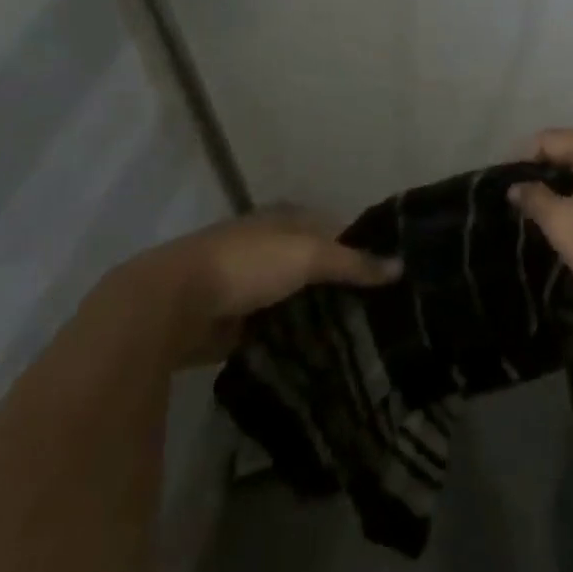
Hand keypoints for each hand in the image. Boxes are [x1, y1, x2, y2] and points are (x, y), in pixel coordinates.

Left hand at [107, 209, 400, 366]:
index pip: (333, 227)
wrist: (171, 304)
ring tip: (353, 335)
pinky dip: (288, 337)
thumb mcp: (309, 255)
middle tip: (377, 310)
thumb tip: (401, 266)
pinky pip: (270, 328)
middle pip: (313, 262)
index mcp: (285, 218)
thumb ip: (354, 262)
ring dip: (313, 311)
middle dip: (338, 283)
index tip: (388, 272)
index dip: (359, 245)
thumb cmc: (247, 264)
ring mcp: (246, 283)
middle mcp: (267, 244)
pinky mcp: (230, 320)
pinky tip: (314, 353)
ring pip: (292, 296)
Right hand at [510, 129, 572, 311]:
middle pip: (569, 150)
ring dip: (566, 188)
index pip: (547, 139)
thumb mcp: (564, 224)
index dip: (521, 163)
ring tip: (546, 217)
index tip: (505, 192)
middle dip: (544, 175)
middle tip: (522, 207)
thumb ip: (535, 200)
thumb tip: (516, 186)